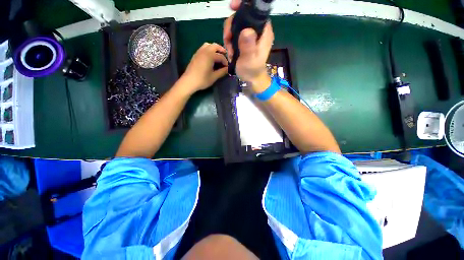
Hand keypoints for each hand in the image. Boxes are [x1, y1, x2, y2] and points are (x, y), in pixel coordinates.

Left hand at [182, 43, 228, 92]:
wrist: (189, 81)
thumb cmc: (202, 80)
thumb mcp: (214, 77)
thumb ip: (222, 72)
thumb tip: (228, 69)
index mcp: (210, 56)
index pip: (221, 56)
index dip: (226, 62)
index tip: (228, 68)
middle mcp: (205, 51)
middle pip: (215, 46)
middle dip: (221, 50)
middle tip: (225, 56)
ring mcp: (199, 52)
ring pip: (208, 45)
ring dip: (214, 48)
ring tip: (218, 55)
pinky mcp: (195, 55)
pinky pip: (203, 48)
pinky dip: (209, 49)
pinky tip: (210, 58)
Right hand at [223, 2, 274, 90]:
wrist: (252, 79)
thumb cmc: (252, 71)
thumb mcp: (249, 59)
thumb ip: (248, 46)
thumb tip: (246, 30)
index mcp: (263, 31)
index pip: (255, 11)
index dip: (243, 6)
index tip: (232, 8)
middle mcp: (258, 30)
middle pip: (242, 17)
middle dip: (231, 26)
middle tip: (227, 39)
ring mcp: (251, 36)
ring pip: (236, 26)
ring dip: (229, 36)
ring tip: (230, 51)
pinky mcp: (245, 41)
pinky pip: (235, 35)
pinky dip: (230, 41)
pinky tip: (231, 52)